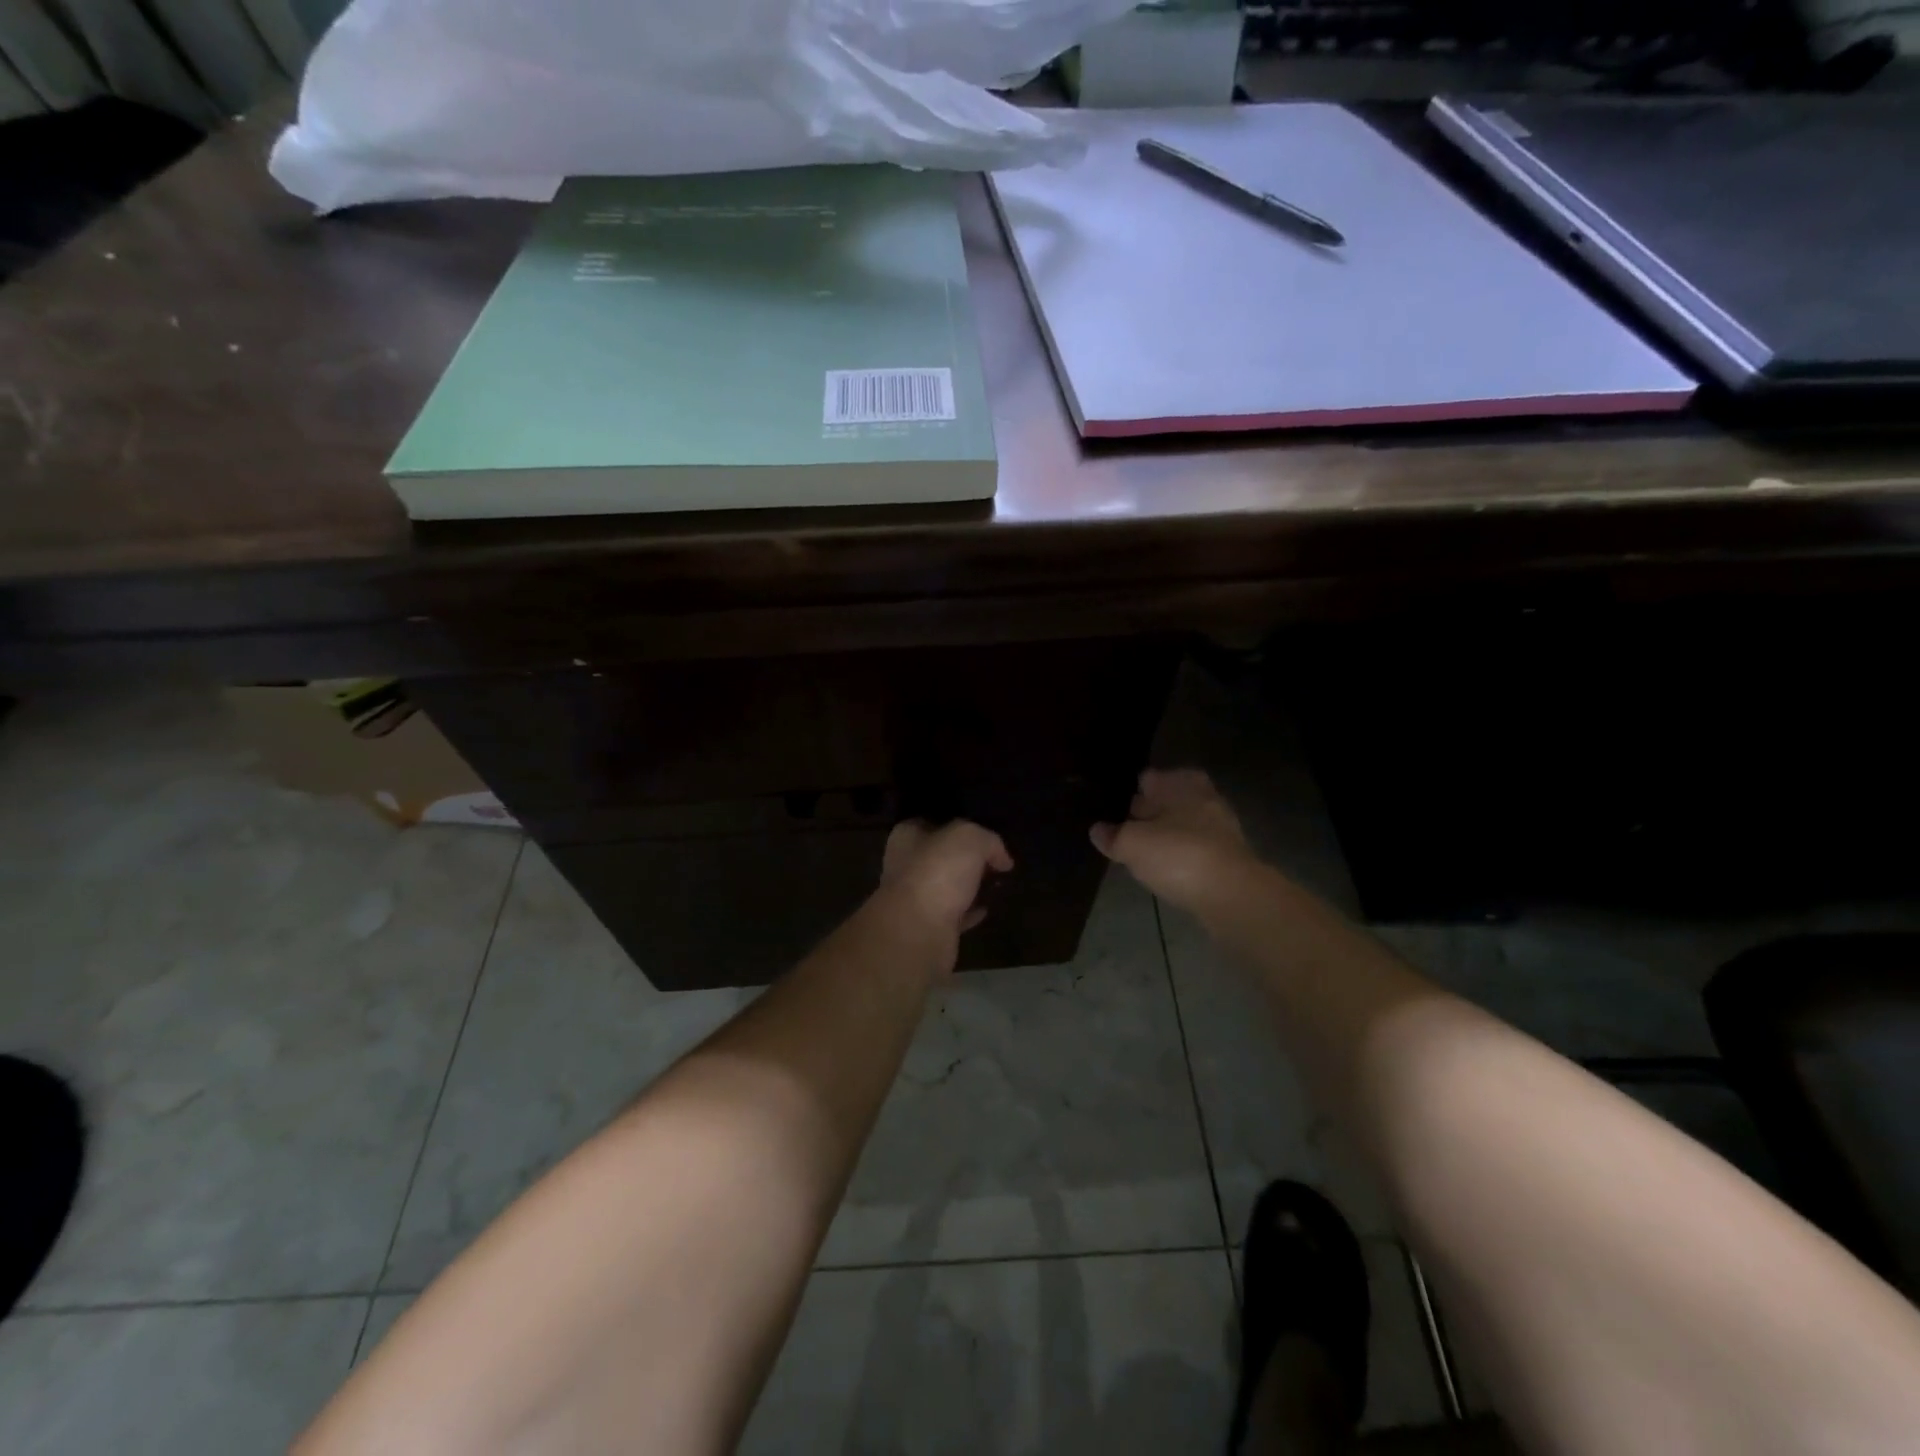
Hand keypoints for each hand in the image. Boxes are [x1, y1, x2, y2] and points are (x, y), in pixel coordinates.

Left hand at [879, 819, 1013, 954]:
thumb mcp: (970, 838)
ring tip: (997, 884)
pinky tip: (987, 910)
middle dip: (966, 860)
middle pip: (941, 856)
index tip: (984, 836)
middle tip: (996, 863)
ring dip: (969, 887)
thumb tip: (1003, 859)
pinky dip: (969, 912)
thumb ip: (989, 841)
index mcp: (907, 837)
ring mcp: (915, 899)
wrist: (918, 931)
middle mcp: (905, 865)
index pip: (931, 824)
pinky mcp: (928, 927)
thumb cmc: (938, 872)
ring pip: (947, 887)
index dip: (958, 827)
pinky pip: (953, 915)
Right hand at [1091, 768, 1254, 910]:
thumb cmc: (1178, 855)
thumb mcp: (1132, 844)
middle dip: (1147, 811)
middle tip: (1120, 826)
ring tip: (1138, 850)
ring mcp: (1219, 828)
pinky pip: (1193, 849)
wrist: (1232, 895)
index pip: (1148, 778)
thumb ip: (1112, 835)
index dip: (1128, 790)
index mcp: (1181, 783)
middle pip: (1168, 800)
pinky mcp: (1227, 858)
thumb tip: (1097, 830)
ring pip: (1181, 825)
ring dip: (1163, 834)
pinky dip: (1178, 855)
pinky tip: (1162, 868)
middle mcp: (1203, 798)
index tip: (1109, 805)